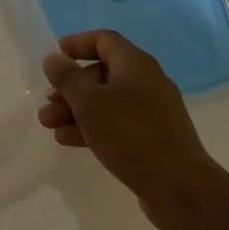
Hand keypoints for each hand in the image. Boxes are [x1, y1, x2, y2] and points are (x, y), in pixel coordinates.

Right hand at [39, 29, 222, 229]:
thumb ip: (67, 76)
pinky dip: (93, 128)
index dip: (76, 45)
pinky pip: (117, 124)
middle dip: (70, 88)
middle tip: (48, 103)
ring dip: (75, 110)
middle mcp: (146, 82)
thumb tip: (54, 58)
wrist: (181, 189)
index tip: (54, 60)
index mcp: (135, 64)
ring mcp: (152, 112)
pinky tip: (69, 141)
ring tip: (49, 126)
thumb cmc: (130, 135)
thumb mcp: (89, 102)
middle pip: (100, 74)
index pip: (102, 40)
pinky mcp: (153, 139)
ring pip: (106, 102)